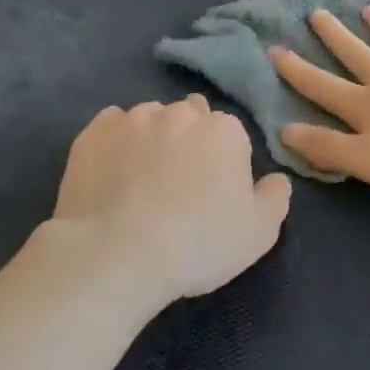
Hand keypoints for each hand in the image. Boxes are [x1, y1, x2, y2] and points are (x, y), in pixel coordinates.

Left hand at [53, 96, 291, 306]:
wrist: (116, 255)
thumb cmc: (197, 244)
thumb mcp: (258, 233)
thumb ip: (275, 198)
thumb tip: (276, 179)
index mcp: (224, 131)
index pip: (231, 133)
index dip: (224, 160)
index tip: (214, 190)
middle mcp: (180, 114)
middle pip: (190, 117)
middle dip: (189, 140)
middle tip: (180, 183)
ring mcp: (133, 119)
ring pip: (150, 119)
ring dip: (152, 139)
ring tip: (141, 180)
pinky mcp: (93, 133)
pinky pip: (111, 126)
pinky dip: (115, 142)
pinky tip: (112, 172)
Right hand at [271, 6, 369, 192]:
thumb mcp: (369, 161)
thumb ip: (327, 148)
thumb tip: (284, 130)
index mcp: (368, 107)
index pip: (322, 87)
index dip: (296, 71)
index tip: (274, 49)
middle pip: (358, 55)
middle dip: (334, 37)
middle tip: (316, 13)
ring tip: (369, 9)